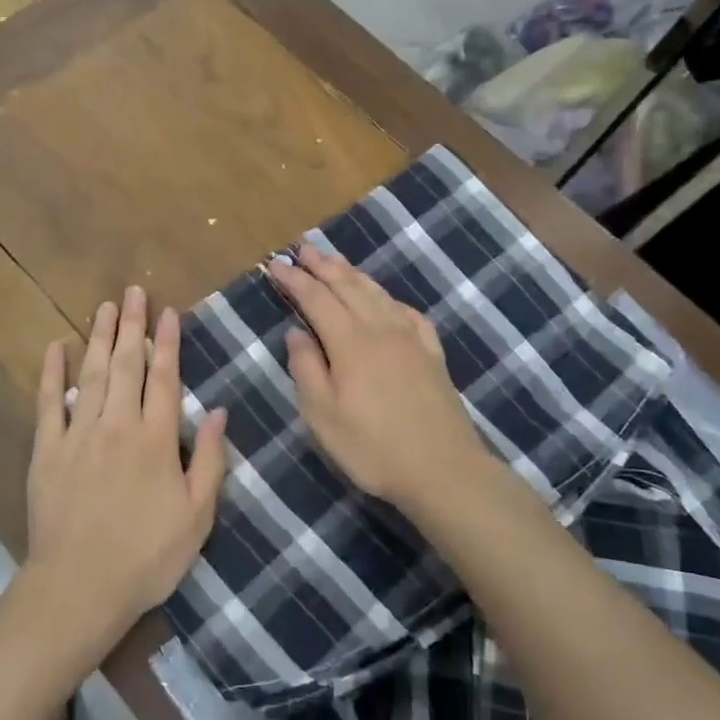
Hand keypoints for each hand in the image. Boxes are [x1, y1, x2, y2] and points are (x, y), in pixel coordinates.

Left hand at [23, 286, 229, 646]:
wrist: (80, 586)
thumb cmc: (148, 556)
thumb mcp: (197, 515)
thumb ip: (209, 459)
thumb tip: (220, 411)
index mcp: (156, 439)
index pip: (164, 378)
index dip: (167, 342)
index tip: (168, 311)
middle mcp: (118, 425)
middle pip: (127, 364)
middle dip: (132, 325)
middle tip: (133, 292)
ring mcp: (79, 434)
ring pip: (92, 374)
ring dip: (99, 337)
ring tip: (104, 307)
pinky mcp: (48, 450)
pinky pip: (50, 403)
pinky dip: (52, 373)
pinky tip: (55, 348)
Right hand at [272, 243, 490, 511]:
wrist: (443, 469)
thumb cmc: (373, 447)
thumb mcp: (323, 416)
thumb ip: (307, 369)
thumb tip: (296, 333)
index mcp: (349, 342)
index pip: (316, 299)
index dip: (295, 280)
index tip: (276, 264)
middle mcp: (380, 330)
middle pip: (348, 287)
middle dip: (323, 266)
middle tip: (304, 250)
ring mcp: (411, 340)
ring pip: (379, 294)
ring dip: (354, 275)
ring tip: (337, 262)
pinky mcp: (433, 355)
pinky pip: (410, 314)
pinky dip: (392, 300)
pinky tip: (389, 302)